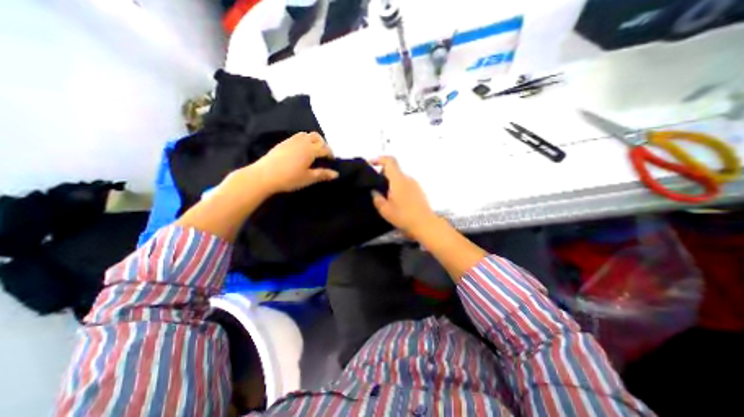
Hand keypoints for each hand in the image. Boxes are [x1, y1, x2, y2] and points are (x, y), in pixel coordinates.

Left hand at [246, 130, 338, 194]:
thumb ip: (323, 174)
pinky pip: (297, 137)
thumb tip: (336, 174)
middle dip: (323, 144)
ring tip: (313, 151)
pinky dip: (303, 141)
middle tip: (323, 155)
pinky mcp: (283, 143)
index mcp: (310, 150)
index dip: (330, 154)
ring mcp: (291, 141)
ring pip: (306, 135)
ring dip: (313, 140)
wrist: (264, 176)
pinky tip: (300, 151)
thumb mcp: (308, 178)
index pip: (325, 148)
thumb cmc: (289, 178)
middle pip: (316, 137)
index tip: (332, 161)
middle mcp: (302, 142)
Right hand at [370, 155, 436, 235]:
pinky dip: (398, 188)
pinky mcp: (419, 191)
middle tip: (376, 186)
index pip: (390, 161)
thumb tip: (374, 191)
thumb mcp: (385, 210)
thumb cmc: (403, 216)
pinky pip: (406, 184)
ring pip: (400, 178)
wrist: (425, 224)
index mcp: (398, 179)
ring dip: (391, 182)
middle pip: (394, 170)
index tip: (371, 163)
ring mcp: (415, 184)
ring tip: (385, 196)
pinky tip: (396, 201)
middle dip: (383, 174)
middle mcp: (408, 178)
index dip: (379, 159)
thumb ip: (377, 198)